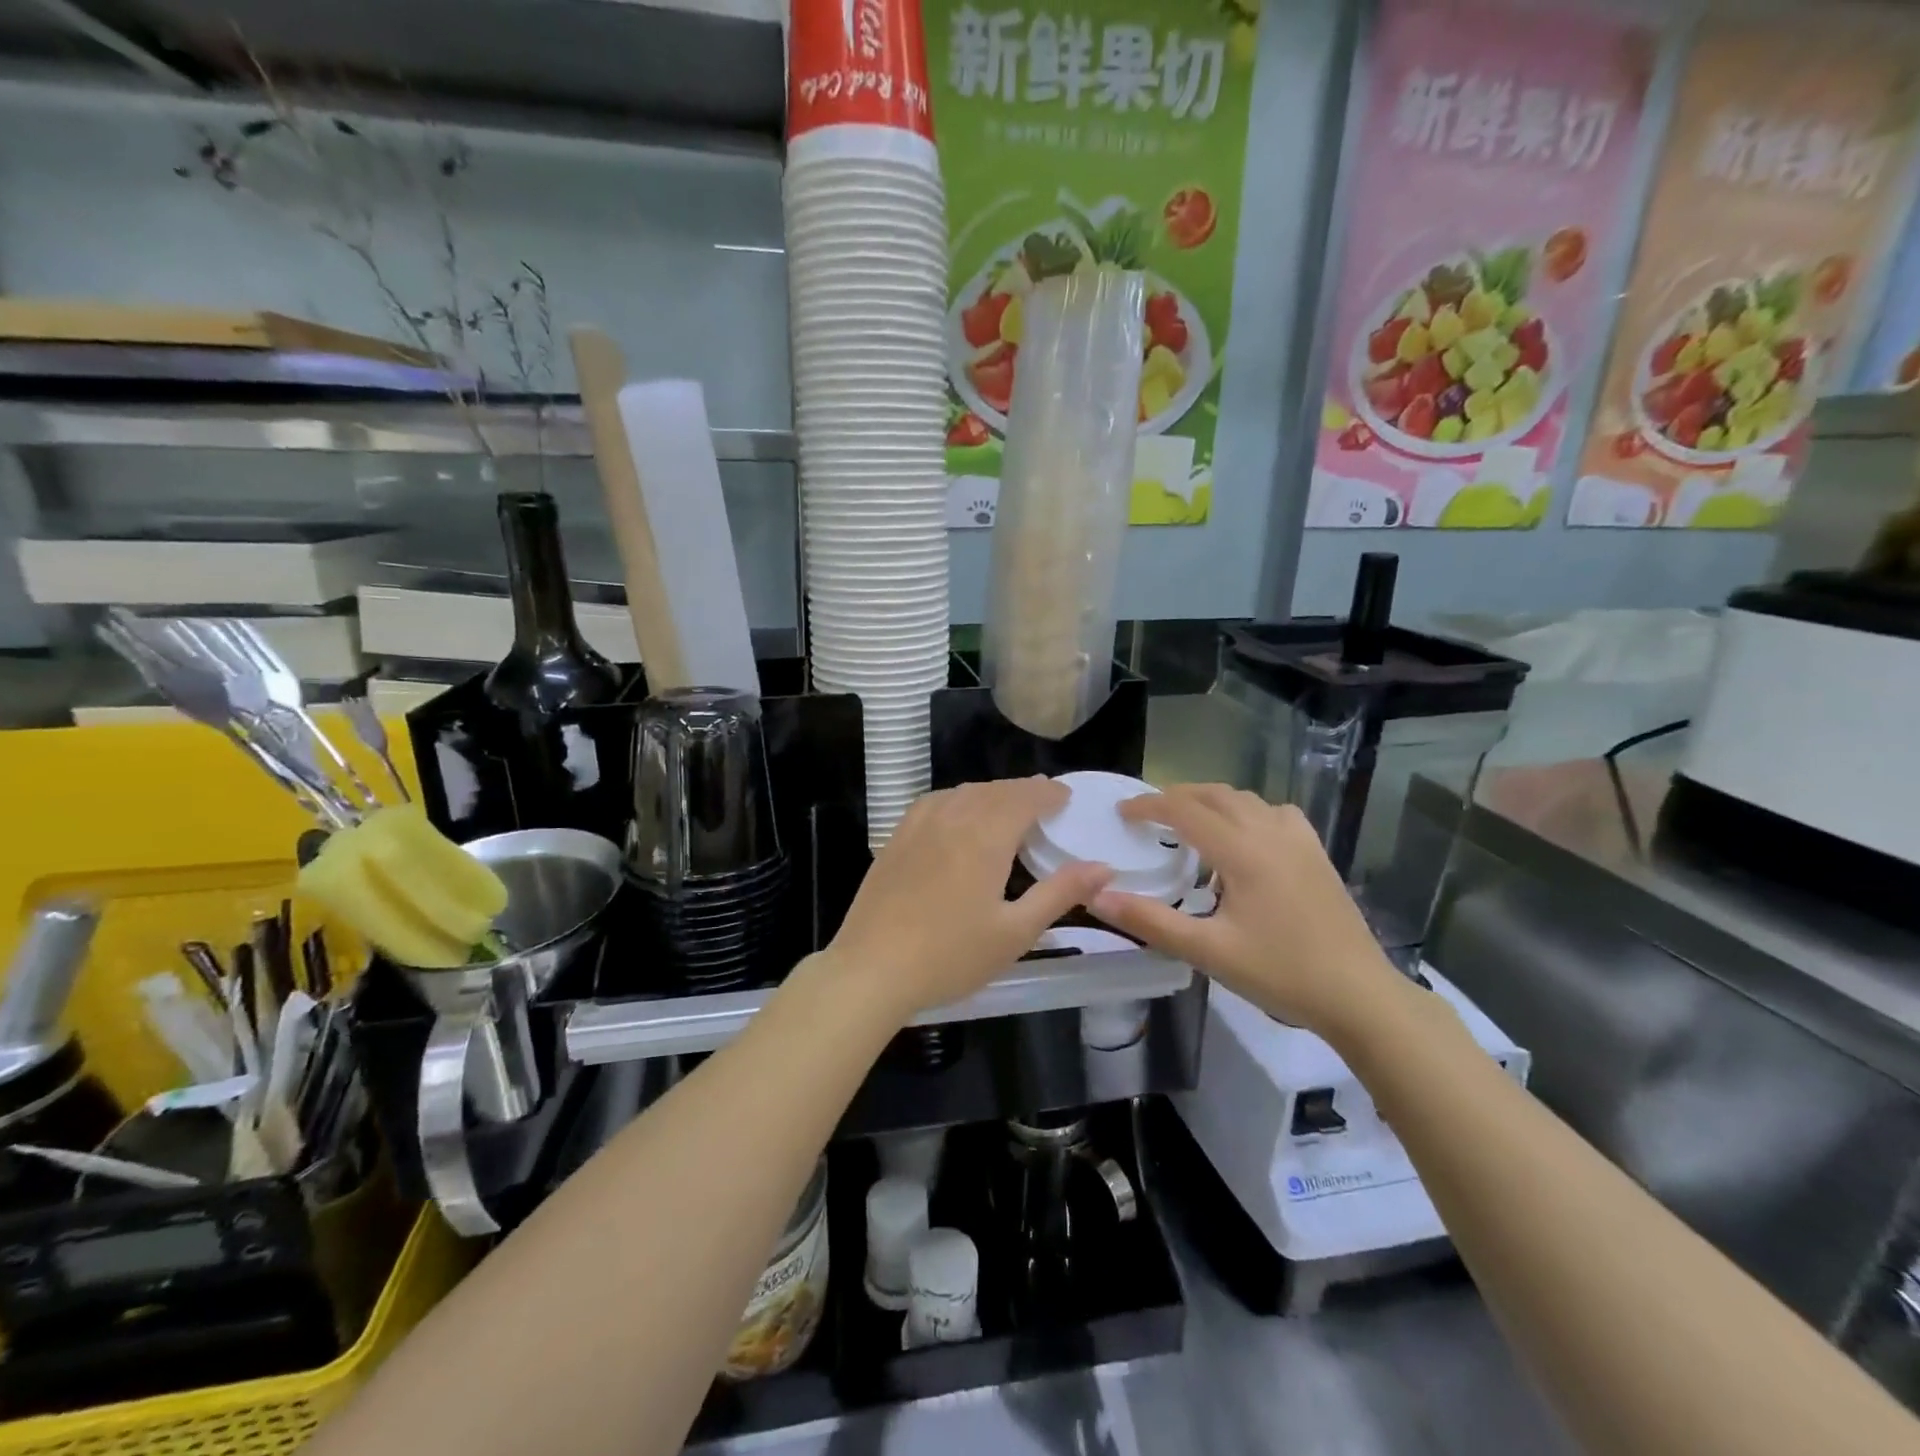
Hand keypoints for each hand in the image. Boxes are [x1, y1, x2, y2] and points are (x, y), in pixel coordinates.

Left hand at [823, 778, 1111, 1021]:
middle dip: (1023, 790)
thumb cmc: (950, 956)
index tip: (1066, 796)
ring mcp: (918, 826)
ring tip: (1007, 805)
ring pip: (962, 793)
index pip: (1024, 798)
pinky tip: (957, 813)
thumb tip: (1103, 867)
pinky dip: (957, 799)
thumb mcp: (1015, 932)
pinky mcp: (895, 839)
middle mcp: (952, 818)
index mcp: (985, 836)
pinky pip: (934, 802)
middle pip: (994, 791)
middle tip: (1043, 799)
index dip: (1048, 793)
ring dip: (991, 793)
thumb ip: (1060, 893)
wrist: (871, 969)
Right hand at [1090, 784, 1403, 1035]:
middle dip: (1176, 797)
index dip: (1148, 806)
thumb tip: (1098, 896)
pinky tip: (1243, 840)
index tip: (1121, 813)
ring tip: (1188, 825)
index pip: (1184, 809)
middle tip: (1148, 817)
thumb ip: (1150, 921)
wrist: (1359, 995)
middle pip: (1214, 795)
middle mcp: (1269, 832)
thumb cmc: (1280, 972)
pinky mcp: (1316, 853)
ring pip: (1245, 799)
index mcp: (1241, 850)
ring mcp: (1298, 839)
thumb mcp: (1207, 951)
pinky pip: (1273, 813)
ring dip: (1210, 802)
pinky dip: (1245, 813)